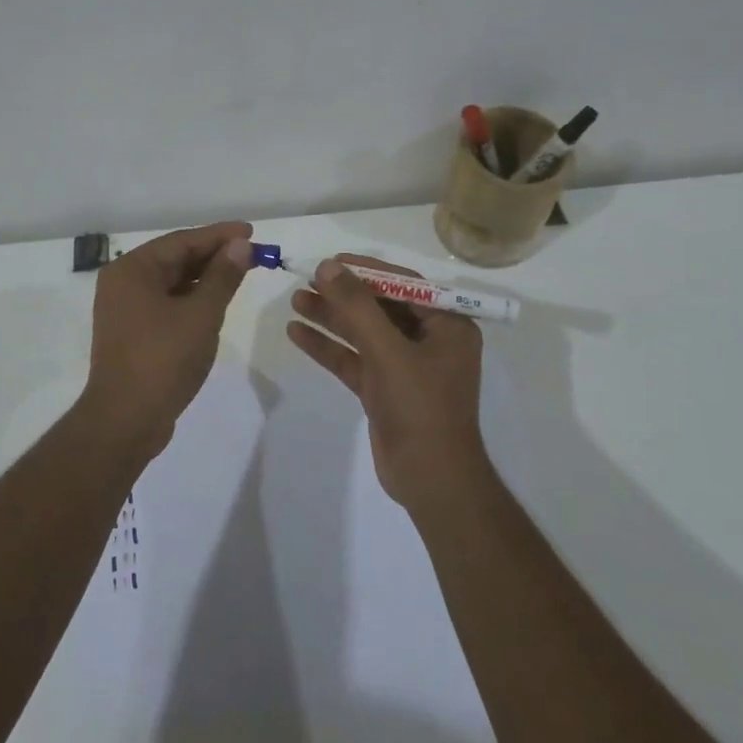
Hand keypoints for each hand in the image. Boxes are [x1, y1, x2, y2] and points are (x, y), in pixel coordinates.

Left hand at [83, 221, 254, 452]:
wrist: (125, 421)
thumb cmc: (163, 360)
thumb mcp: (202, 314)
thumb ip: (223, 276)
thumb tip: (241, 245)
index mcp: (132, 270)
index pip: (182, 241)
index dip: (219, 236)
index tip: (252, 232)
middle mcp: (123, 282)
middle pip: (175, 258)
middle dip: (214, 256)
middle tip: (251, 254)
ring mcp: (124, 309)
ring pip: (171, 282)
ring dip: (204, 277)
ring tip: (239, 274)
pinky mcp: (132, 332)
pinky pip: (165, 302)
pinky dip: (191, 298)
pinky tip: (215, 302)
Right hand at [287, 255, 488, 511]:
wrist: (431, 481)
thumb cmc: (421, 408)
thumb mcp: (388, 352)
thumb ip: (357, 307)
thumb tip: (328, 267)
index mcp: (447, 325)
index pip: (404, 284)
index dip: (366, 270)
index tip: (331, 261)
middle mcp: (429, 341)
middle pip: (380, 307)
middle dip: (343, 294)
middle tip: (306, 279)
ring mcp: (405, 367)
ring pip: (363, 333)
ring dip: (331, 318)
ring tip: (295, 300)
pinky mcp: (385, 390)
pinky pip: (354, 359)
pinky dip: (329, 347)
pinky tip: (297, 333)